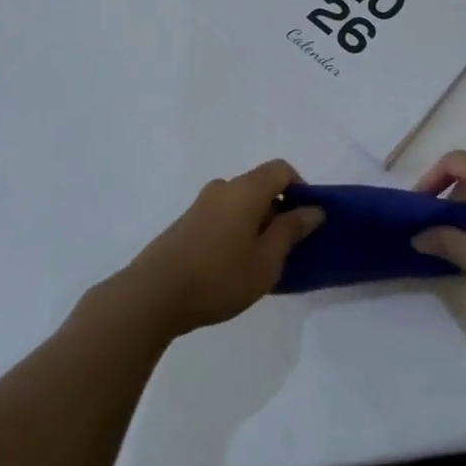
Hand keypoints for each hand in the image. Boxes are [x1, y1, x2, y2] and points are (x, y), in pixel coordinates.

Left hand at [113, 160, 323, 337]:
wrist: (152, 296)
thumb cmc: (219, 277)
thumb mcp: (266, 261)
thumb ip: (291, 231)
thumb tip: (313, 209)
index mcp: (246, 189)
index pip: (281, 169)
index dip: (300, 188)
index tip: (305, 220)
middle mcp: (223, 188)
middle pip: (260, 185)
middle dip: (278, 209)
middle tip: (284, 247)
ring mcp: (200, 204)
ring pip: (240, 202)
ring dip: (255, 222)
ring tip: (257, 261)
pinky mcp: (185, 223)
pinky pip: (222, 215)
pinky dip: (235, 230)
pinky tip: (230, 266)